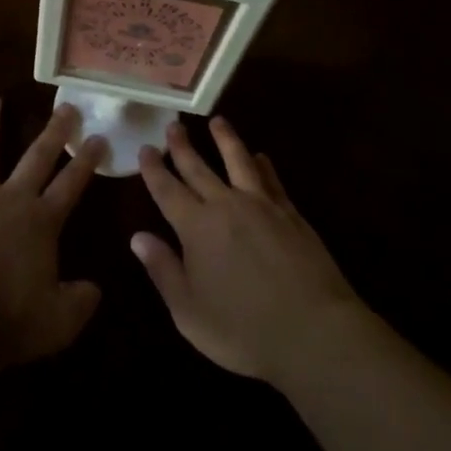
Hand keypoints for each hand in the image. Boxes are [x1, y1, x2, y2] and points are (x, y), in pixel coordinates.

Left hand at [0, 95, 105, 373]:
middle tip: (66, 107)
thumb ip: (79, 304)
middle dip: (53, 132)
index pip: (70, 185)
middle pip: (35, 158)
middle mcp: (9, 199)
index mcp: (40, 223)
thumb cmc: (2, 320)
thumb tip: (95, 290)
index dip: (86, 162)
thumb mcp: (55, 324)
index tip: (99, 137)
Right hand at [132, 117, 367, 386]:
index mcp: (196, 228)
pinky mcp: (290, 212)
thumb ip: (163, 270)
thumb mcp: (190, 312)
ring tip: (217, 121)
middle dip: (183, 146)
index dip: (154, 169)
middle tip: (173, 124)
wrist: (312, 330)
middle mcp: (226, 205)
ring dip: (225, 139)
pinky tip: (260, 156)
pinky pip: (271, 179)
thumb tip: (137, 236)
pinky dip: (262, 164)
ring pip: (238, 160)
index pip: (167, 190)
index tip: (145, 147)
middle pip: (199, 168)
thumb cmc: (243, 330)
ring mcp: (261, 205)